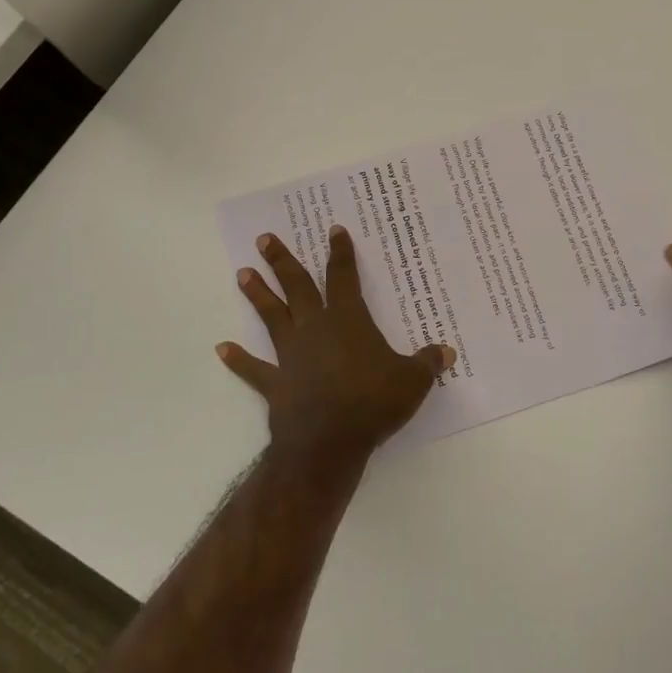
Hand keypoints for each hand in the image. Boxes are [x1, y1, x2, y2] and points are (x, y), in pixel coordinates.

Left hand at [217, 227, 454, 464]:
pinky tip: (222, 348)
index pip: (344, 276)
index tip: (333, 230)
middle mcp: (315, 329)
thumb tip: (448, 351)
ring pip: (272, 317)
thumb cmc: (373, 402)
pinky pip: (254, 369)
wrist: (329, 442)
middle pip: (297, 287)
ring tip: (242, 273)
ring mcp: (291, 355)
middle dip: (283, 261)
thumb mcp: (413, 381)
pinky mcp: (276, 384)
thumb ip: (428, 362)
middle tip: (265, 239)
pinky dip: (238, 360)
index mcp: (348, 320)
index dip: (340, 252)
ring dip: (258, 295)